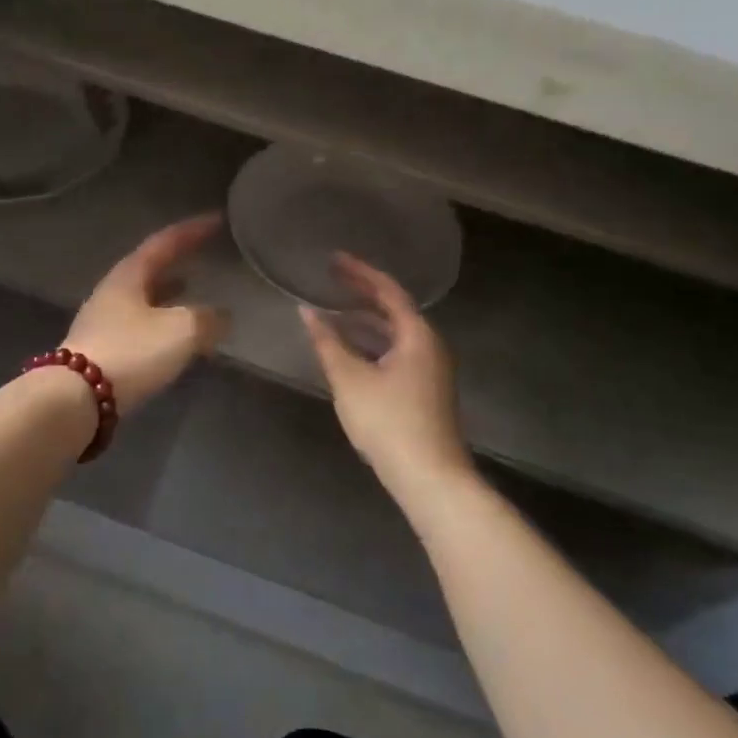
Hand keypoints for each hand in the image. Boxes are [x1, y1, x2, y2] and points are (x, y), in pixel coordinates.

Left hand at [64, 213, 227, 415]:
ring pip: (142, 297)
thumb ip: (207, 319)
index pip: (165, 242)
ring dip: (168, 292)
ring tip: (190, 290)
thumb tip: (222, 317)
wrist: (76, 398)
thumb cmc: (131, 352)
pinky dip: (161, 322)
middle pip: (149, 267)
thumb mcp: (181, 331)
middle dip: (177, 259)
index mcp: (129, 275)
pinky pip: (138, 324)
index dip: (193, 230)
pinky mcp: (100, 349)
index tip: (217, 220)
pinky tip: (173, 337)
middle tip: (202, 254)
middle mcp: (112, 291)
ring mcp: (102, 321)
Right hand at [299, 253, 471, 496]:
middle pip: (394, 309)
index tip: (334, 259)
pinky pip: (396, 352)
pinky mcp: (424, 390)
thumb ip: (327, 342)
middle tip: (331, 279)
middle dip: (362, 294)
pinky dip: (372, 344)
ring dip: (365, 321)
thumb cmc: (389, 422)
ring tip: (333, 312)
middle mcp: (430, 346)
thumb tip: (306, 311)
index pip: (388, 291)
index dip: (360, 272)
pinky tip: (349, 351)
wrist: (429, 478)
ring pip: (394, 334)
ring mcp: (430, 369)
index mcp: (418, 335)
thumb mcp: (350, 380)